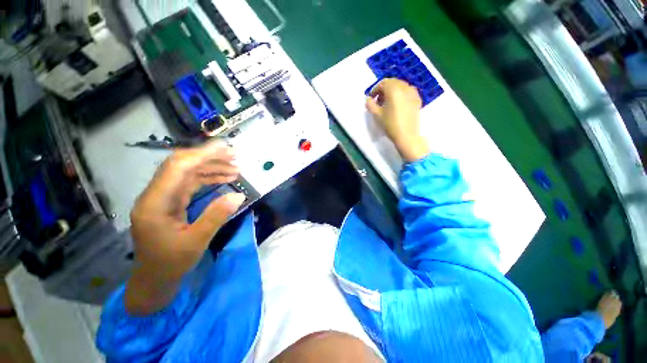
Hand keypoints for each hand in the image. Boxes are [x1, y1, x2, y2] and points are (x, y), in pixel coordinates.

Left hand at [125, 140, 244, 314]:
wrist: (153, 279)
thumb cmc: (171, 264)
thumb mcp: (196, 242)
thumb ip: (216, 216)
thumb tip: (239, 195)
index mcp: (155, 204)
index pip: (177, 168)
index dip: (202, 155)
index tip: (226, 149)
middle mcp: (155, 195)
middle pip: (181, 165)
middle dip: (209, 157)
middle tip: (235, 156)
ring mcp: (162, 197)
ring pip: (187, 172)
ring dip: (211, 167)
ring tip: (235, 168)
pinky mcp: (171, 201)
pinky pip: (190, 183)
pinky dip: (209, 178)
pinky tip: (225, 178)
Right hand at [366, 78, 428, 161]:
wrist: (407, 135)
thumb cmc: (390, 124)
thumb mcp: (377, 115)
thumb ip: (370, 104)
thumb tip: (368, 99)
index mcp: (394, 89)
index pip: (383, 83)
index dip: (375, 89)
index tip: (371, 98)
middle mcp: (404, 87)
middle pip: (392, 82)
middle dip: (384, 89)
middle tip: (378, 100)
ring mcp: (413, 92)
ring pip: (401, 86)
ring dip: (392, 91)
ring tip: (387, 103)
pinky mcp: (417, 99)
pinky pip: (407, 91)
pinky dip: (401, 94)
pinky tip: (397, 104)